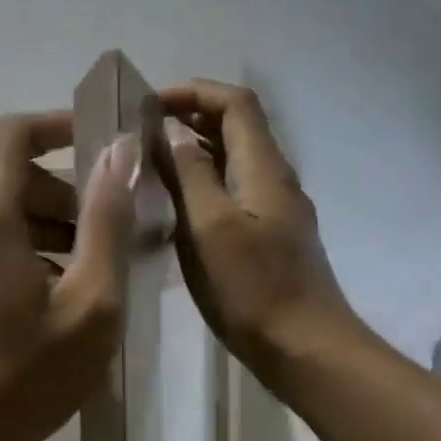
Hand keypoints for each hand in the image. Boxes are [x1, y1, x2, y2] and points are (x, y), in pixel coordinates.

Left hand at [0, 113, 136, 440]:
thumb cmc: (24, 377)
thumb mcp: (90, 301)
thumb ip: (106, 217)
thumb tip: (121, 150)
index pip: (16, 132)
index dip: (61, 128)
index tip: (102, 146)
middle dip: (52, 188)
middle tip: (95, 232)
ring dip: (24, 215)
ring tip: (68, 266)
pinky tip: (25, 285)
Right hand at [158, 79, 360, 382]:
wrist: (303, 348)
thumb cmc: (252, 288)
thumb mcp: (210, 226)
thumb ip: (189, 174)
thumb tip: (167, 130)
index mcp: (264, 169)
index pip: (236, 104)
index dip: (193, 92)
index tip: (147, 105)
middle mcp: (273, 179)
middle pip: (235, 128)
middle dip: (187, 119)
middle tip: (137, 134)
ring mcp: (272, 211)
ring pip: (230, 163)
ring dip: (191, 153)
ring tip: (145, 167)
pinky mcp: (266, 238)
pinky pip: (230, 194)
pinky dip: (199, 186)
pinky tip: (169, 210)